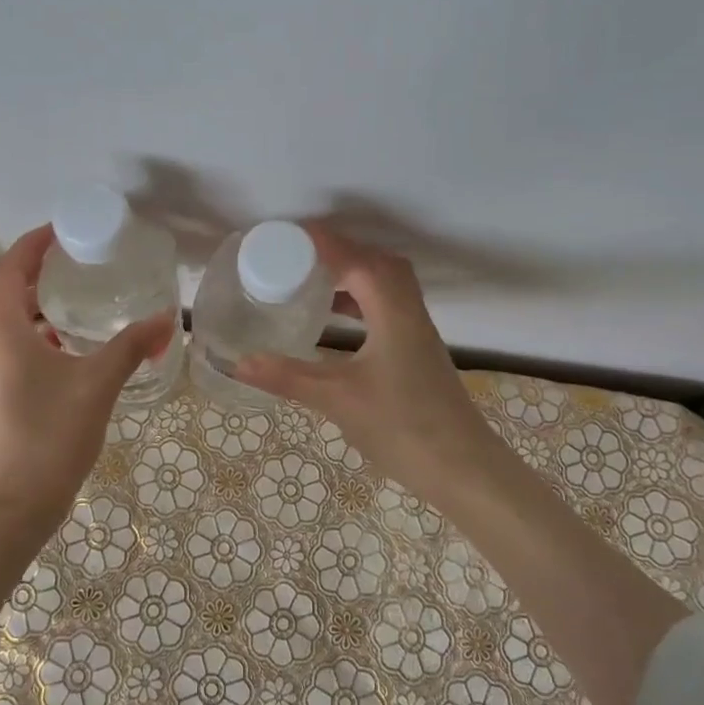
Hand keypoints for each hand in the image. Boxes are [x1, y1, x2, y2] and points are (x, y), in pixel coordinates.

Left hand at [0, 225, 175, 527]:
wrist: (7, 511)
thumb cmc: (50, 439)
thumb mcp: (98, 386)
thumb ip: (132, 347)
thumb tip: (169, 319)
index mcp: (1, 329)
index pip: (8, 266)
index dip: (33, 243)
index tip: (63, 232)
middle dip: (16, 266)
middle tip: (57, 268)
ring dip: (14, 299)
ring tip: (60, 303)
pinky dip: (15, 329)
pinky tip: (55, 350)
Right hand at [236, 226, 509, 499]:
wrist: (464, 468)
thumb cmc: (402, 426)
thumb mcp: (338, 400)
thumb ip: (288, 377)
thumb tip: (239, 362)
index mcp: (391, 310)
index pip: (354, 259)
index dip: (320, 243)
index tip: (284, 235)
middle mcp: (409, 310)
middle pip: (376, 262)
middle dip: (338, 252)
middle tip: (296, 257)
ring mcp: (418, 330)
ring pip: (386, 283)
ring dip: (353, 273)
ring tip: (313, 280)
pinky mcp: (419, 349)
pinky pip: (389, 305)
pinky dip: (362, 299)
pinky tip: (339, 320)